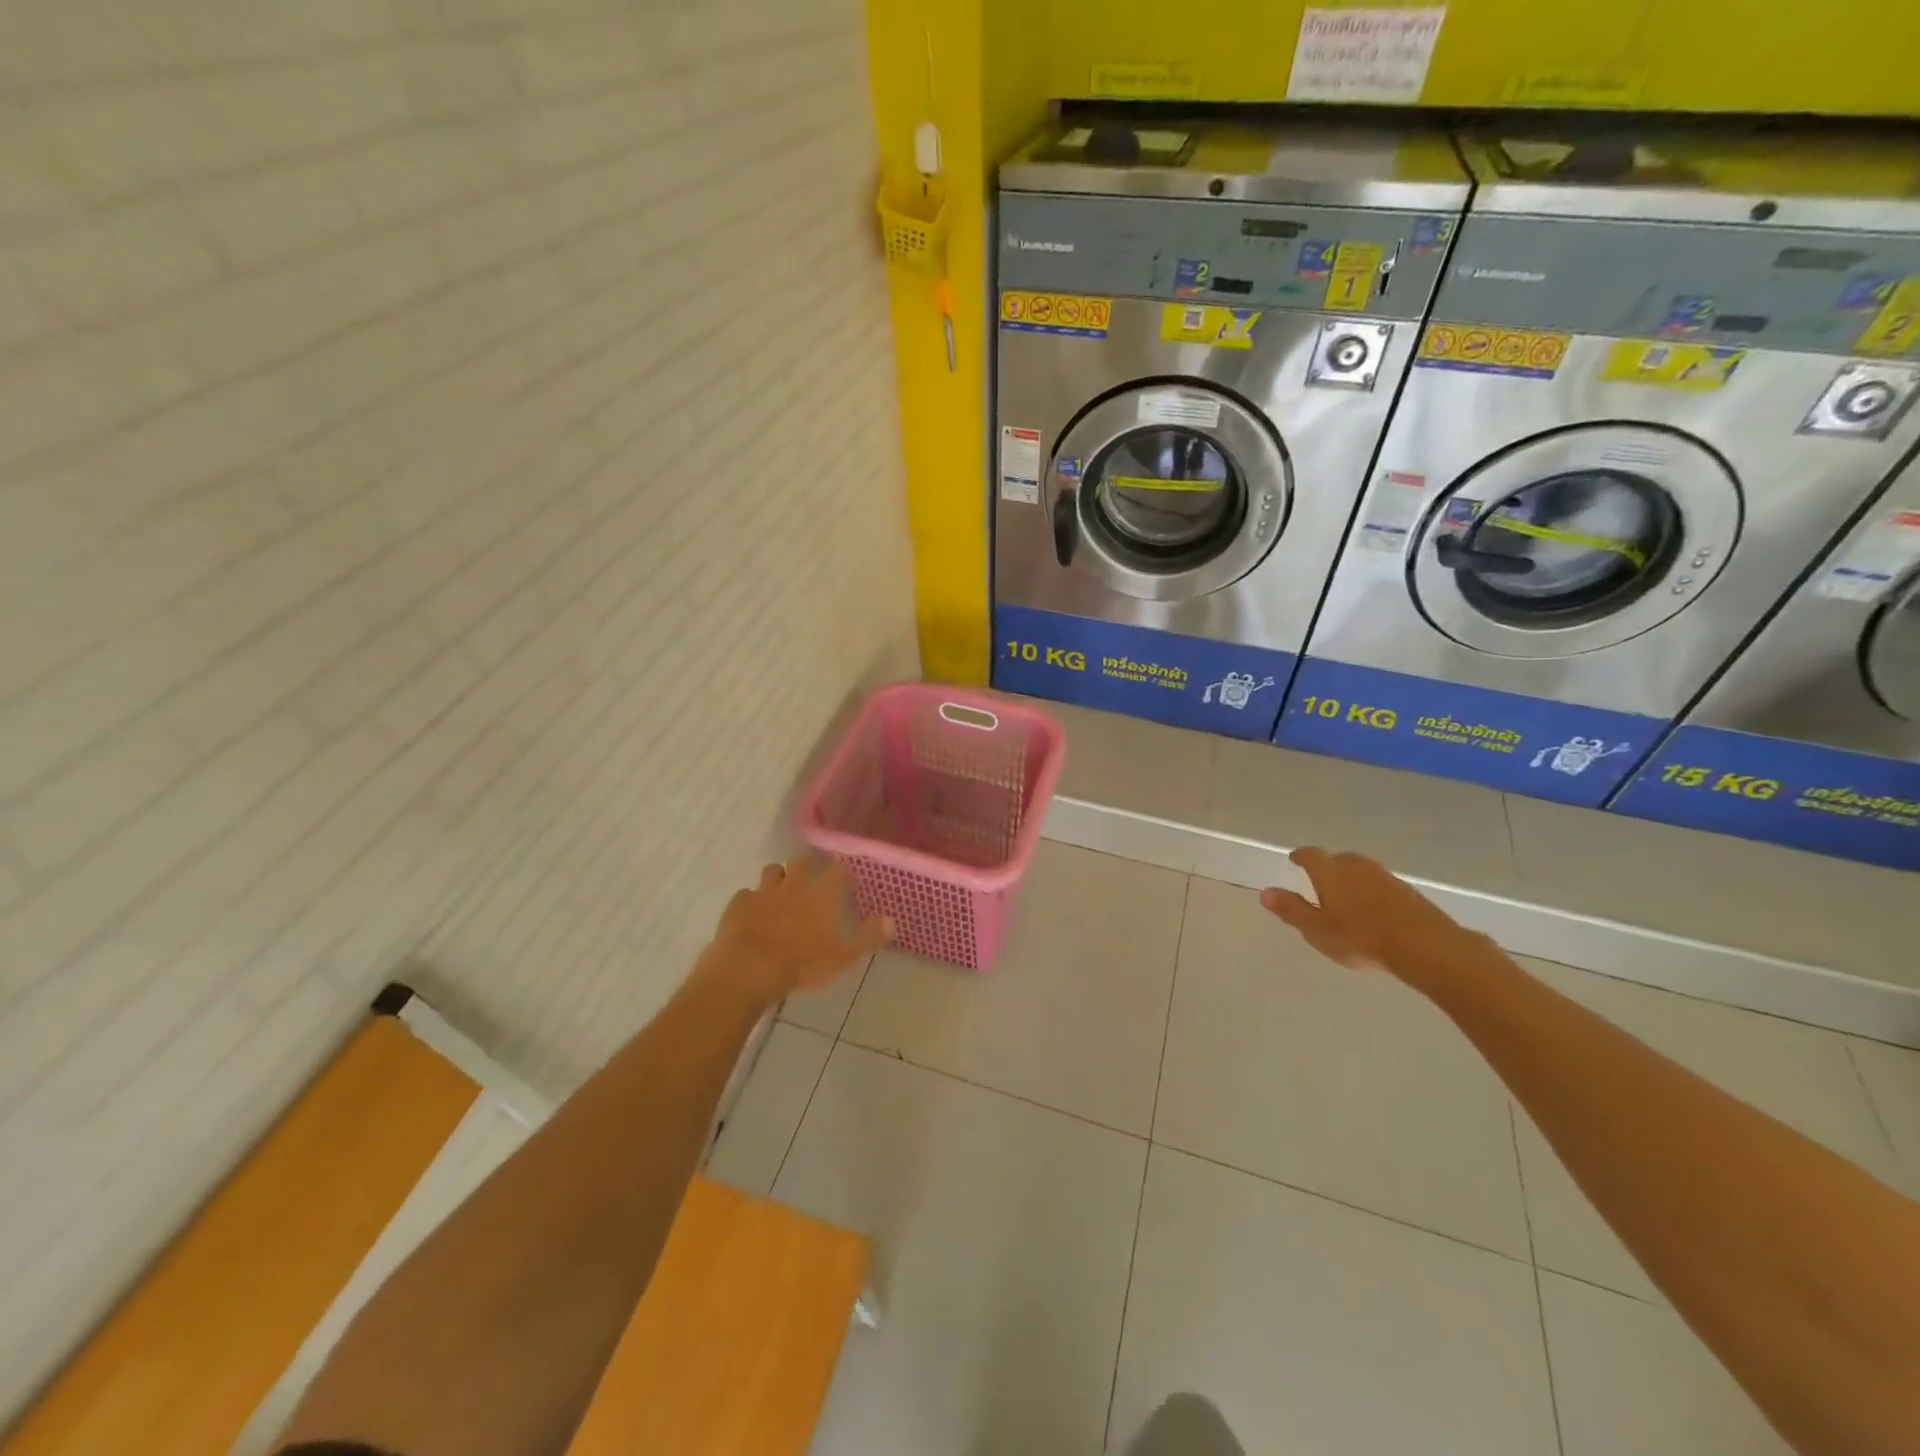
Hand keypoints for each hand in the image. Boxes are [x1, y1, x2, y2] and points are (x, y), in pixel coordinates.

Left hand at [704, 856, 891, 1001]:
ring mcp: (764, 890)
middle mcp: (795, 883)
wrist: (748, 970)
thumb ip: (867, 937)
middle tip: (812, 881)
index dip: (842, 873)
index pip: (838, 870)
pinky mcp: (739, 902)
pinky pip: (747, 893)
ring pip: (773, 870)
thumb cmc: (802, 965)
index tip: (845, 881)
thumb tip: (891, 920)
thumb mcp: (843, 958)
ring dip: (779, 878)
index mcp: (823, 894)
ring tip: (782, 893)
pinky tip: (753, 913)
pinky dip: (752, 899)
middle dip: (809, 866)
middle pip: (804, 861)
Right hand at [1259, 847, 1485, 982]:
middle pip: (1337, 860)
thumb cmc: (1361, 938)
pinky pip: (1380, 884)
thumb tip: (1265, 891)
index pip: (1310, 855)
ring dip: (1351, 879)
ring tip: (1345, 897)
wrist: (1425, 946)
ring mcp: (1385, 876)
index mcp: (1330, 872)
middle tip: (1319, 883)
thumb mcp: (1317, 930)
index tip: (1294, 859)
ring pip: (1361, 871)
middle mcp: (1356, 866)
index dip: (1300, 856)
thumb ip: (1291, 910)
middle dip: (1327, 868)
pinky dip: (1371, 891)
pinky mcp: (1407, 891)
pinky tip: (1373, 910)